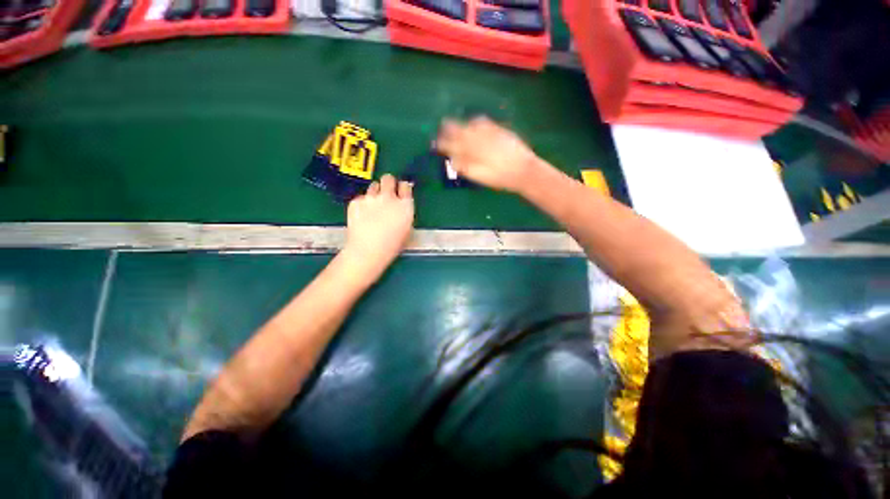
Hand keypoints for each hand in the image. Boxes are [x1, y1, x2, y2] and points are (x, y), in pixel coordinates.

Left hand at [343, 174, 414, 282]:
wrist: (367, 251)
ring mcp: (371, 198)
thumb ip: (404, 213)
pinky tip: (362, 216)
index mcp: (405, 205)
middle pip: (388, 179)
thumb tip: (401, 206)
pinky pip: (361, 197)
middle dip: (388, 183)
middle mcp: (389, 197)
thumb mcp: (406, 230)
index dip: (403, 188)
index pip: (405, 186)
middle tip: (386, 193)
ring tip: (373, 206)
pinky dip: (362, 204)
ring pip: (373, 186)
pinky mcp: (356, 201)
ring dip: (375, 193)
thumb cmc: (391, 246)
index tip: (401, 192)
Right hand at [434, 116, 542, 193]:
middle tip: (441, 127)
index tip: (436, 143)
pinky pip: (484, 121)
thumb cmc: (500, 178)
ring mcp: (489, 132)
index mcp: (472, 151)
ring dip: (460, 124)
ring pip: (470, 124)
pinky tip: (474, 122)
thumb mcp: (480, 176)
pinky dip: (475, 121)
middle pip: (459, 130)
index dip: (443, 143)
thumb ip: (465, 167)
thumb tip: (452, 160)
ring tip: (453, 123)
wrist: (524, 170)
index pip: (452, 145)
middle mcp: (479, 138)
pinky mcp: (499, 130)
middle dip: (448, 129)